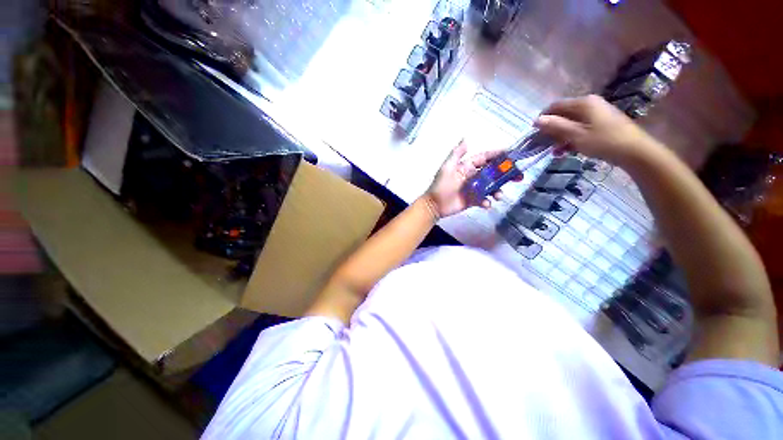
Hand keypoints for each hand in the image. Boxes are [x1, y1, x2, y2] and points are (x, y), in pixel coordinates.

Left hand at [425, 141, 518, 217]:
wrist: (434, 205)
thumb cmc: (440, 185)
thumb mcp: (447, 167)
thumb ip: (456, 154)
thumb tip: (466, 138)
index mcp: (467, 167)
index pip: (485, 158)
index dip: (497, 155)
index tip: (511, 154)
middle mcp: (473, 176)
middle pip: (492, 173)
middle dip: (505, 174)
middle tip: (518, 176)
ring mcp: (474, 189)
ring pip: (491, 187)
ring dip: (498, 190)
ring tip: (499, 195)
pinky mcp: (473, 200)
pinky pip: (484, 200)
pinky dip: (487, 202)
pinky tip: (486, 204)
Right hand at [535, 95, 662, 165]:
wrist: (635, 151)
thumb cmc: (603, 141)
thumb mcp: (576, 135)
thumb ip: (556, 126)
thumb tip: (537, 120)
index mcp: (583, 103)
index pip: (555, 106)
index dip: (543, 118)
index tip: (534, 132)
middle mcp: (589, 104)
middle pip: (563, 115)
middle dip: (551, 129)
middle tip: (544, 144)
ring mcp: (597, 113)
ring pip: (571, 123)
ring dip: (560, 137)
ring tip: (555, 151)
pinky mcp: (602, 123)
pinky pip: (580, 128)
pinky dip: (571, 138)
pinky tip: (566, 151)